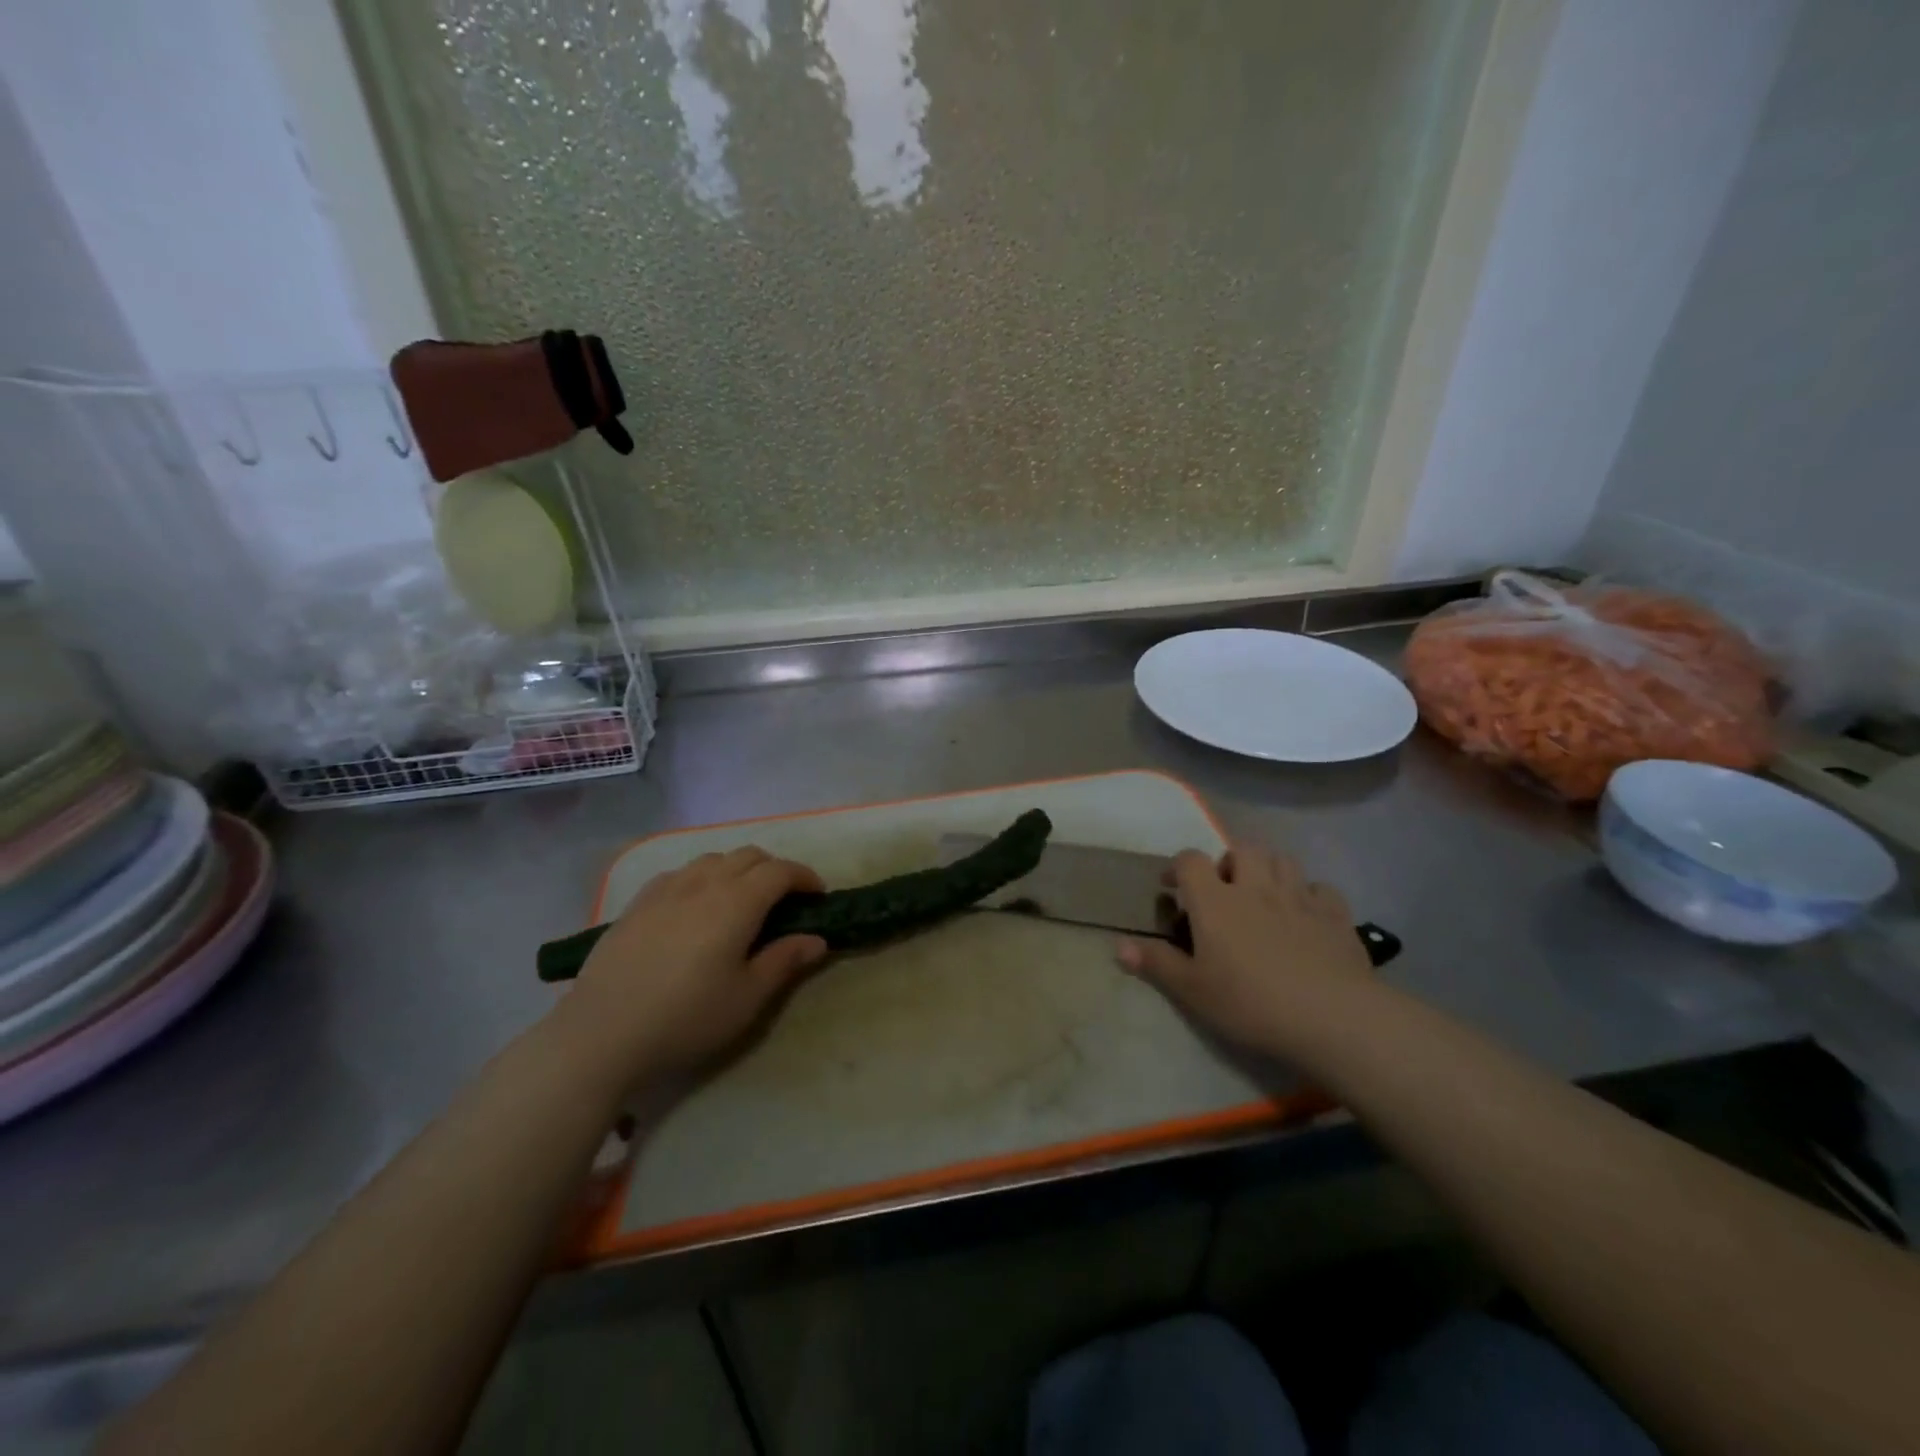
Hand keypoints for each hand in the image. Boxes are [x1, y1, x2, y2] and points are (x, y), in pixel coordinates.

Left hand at [555, 847, 829, 1091]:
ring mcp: (666, 889)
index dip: (804, 877)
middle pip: (748, 856)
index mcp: (737, 902)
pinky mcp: (637, 903)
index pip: (780, 871)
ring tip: (742, 899)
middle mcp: (704, 883)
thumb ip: (784, 961)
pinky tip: (696, 905)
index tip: (817, 895)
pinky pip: (680, 873)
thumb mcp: (747, 997)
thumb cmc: (686, 1017)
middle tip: (785, 900)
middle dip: (774, 869)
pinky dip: (703, 877)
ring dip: (738, 869)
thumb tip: (816, 939)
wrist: (602, 1033)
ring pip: (713, 858)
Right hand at [1117, 844, 1369, 1055]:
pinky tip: (1306, 914)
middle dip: (1228, 861)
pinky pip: (1321, 888)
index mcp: (1215, 900)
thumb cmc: (1250, 1002)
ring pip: (1282, 860)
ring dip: (1268, 869)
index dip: (1177, 867)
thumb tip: (1118, 945)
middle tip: (1223, 888)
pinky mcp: (1335, 914)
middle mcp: (1255, 887)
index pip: (1190, 860)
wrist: (1331, 1017)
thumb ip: (1156, 963)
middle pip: (1241, 849)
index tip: (1171, 887)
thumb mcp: (1192, 990)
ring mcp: (1299, 897)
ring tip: (1263, 894)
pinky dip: (1309, 894)